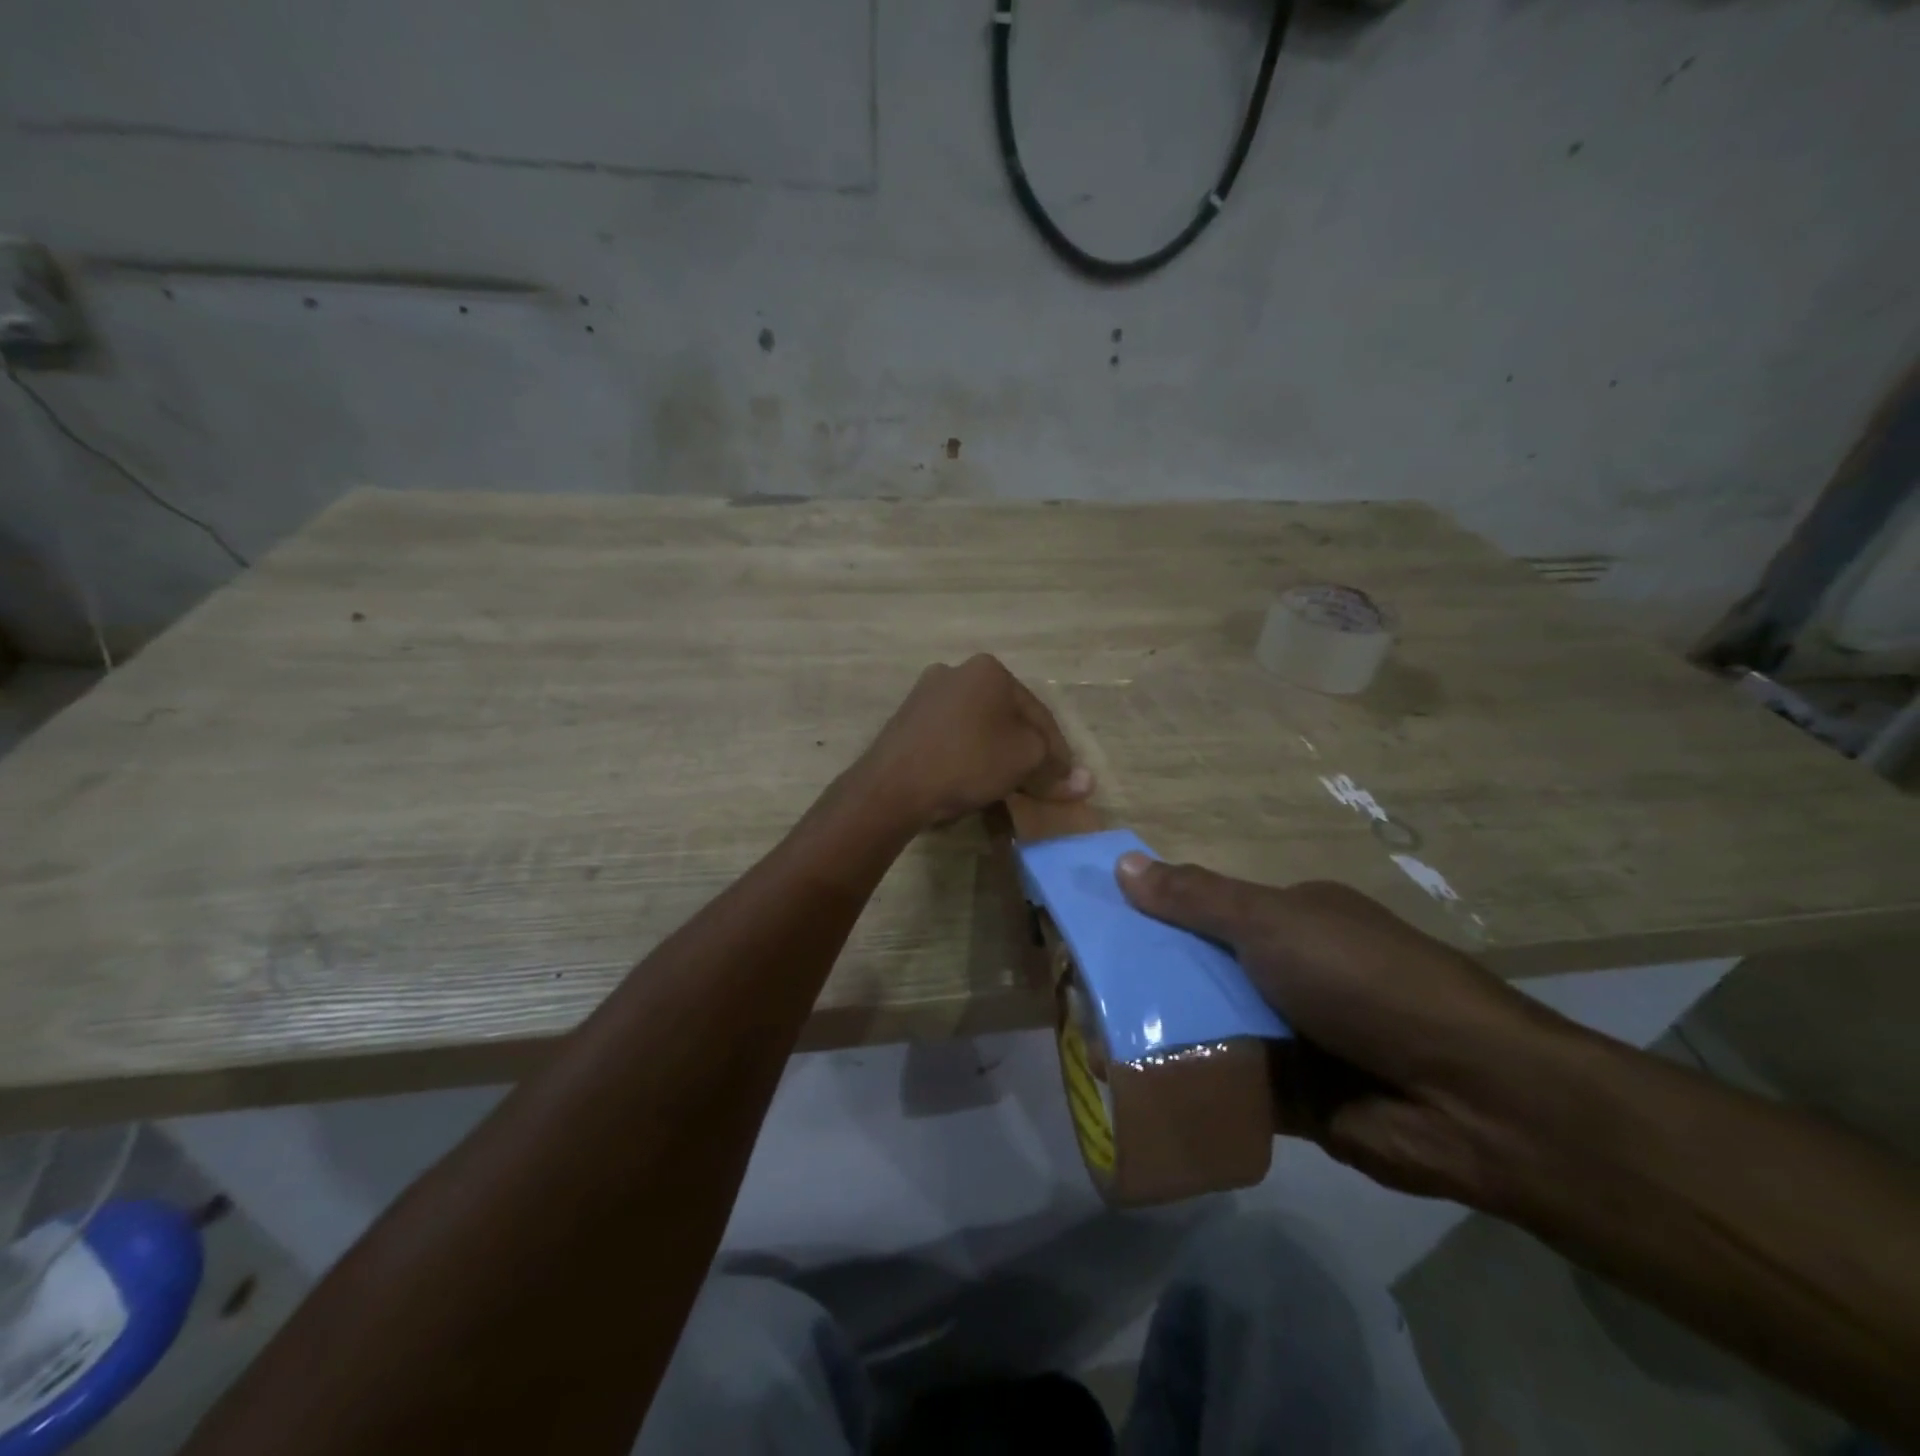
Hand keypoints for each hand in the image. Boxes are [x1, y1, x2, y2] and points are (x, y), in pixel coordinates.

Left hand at [859, 656, 1091, 829]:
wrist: (893, 785)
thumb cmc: (967, 761)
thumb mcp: (1024, 761)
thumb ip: (1055, 768)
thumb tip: (1087, 783)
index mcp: (989, 669)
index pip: (1038, 714)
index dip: (1058, 752)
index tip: (1066, 782)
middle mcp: (956, 672)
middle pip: (1007, 718)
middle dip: (1026, 752)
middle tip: (1039, 785)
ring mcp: (926, 695)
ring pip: (978, 728)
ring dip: (997, 755)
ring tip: (1008, 787)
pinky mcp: (906, 721)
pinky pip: (952, 738)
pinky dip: (968, 757)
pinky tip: (973, 781)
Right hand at [1115, 858, 1581, 1204]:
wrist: (1469, 1096)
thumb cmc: (1362, 980)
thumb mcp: (1273, 923)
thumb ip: (1197, 898)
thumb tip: (1124, 862)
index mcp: (1291, 920)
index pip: (1205, 911)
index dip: (1152, 916)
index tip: (1097, 930)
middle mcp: (1289, 973)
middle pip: (1201, 972)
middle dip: (1148, 982)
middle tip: (1080, 994)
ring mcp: (1293, 1036)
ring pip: (1209, 1029)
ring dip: (1162, 1035)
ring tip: (1088, 1044)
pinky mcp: (1293, 1098)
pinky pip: (1226, 1084)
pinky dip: (1189, 1084)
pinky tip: (1131, 1087)